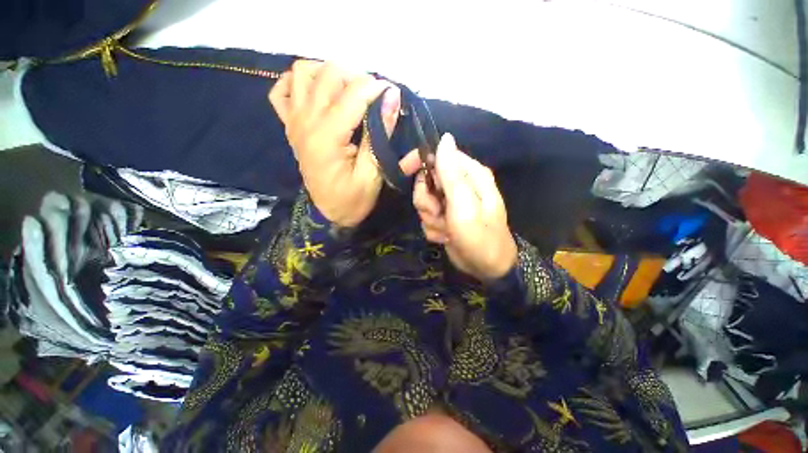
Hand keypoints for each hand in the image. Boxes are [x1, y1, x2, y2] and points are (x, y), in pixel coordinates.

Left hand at [269, 61, 418, 227]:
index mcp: (327, 137)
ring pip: (304, 72)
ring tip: (348, 93)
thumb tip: (392, 97)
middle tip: (373, 98)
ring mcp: (294, 121)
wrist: (328, 214)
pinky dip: (299, 83)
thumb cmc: (353, 200)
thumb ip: (380, 133)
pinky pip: (283, 90)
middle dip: (357, 78)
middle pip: (328, 74)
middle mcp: (305, 121)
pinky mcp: (290, 125)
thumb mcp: (372, 173)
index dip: (377, 88)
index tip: (393, 95)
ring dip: (329, 74)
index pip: (353, 94)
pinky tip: (318, 95)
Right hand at [412, 134, 516, 280]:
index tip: (405, 171)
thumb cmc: (479, 236)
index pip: (438, 155)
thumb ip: (451, 173)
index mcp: (469, 175)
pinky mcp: (445, 218)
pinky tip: (446, 237)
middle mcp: (459, 186)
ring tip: (446, 229)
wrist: (486, 268)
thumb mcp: (464, 204)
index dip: (420, 162)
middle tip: (438, 213)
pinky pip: (427, 218)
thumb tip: (445, 138)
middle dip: (426, 201)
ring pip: (424, 203)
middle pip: (426, 182)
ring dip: (431, 218)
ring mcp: (451, 204)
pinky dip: (434, 229)